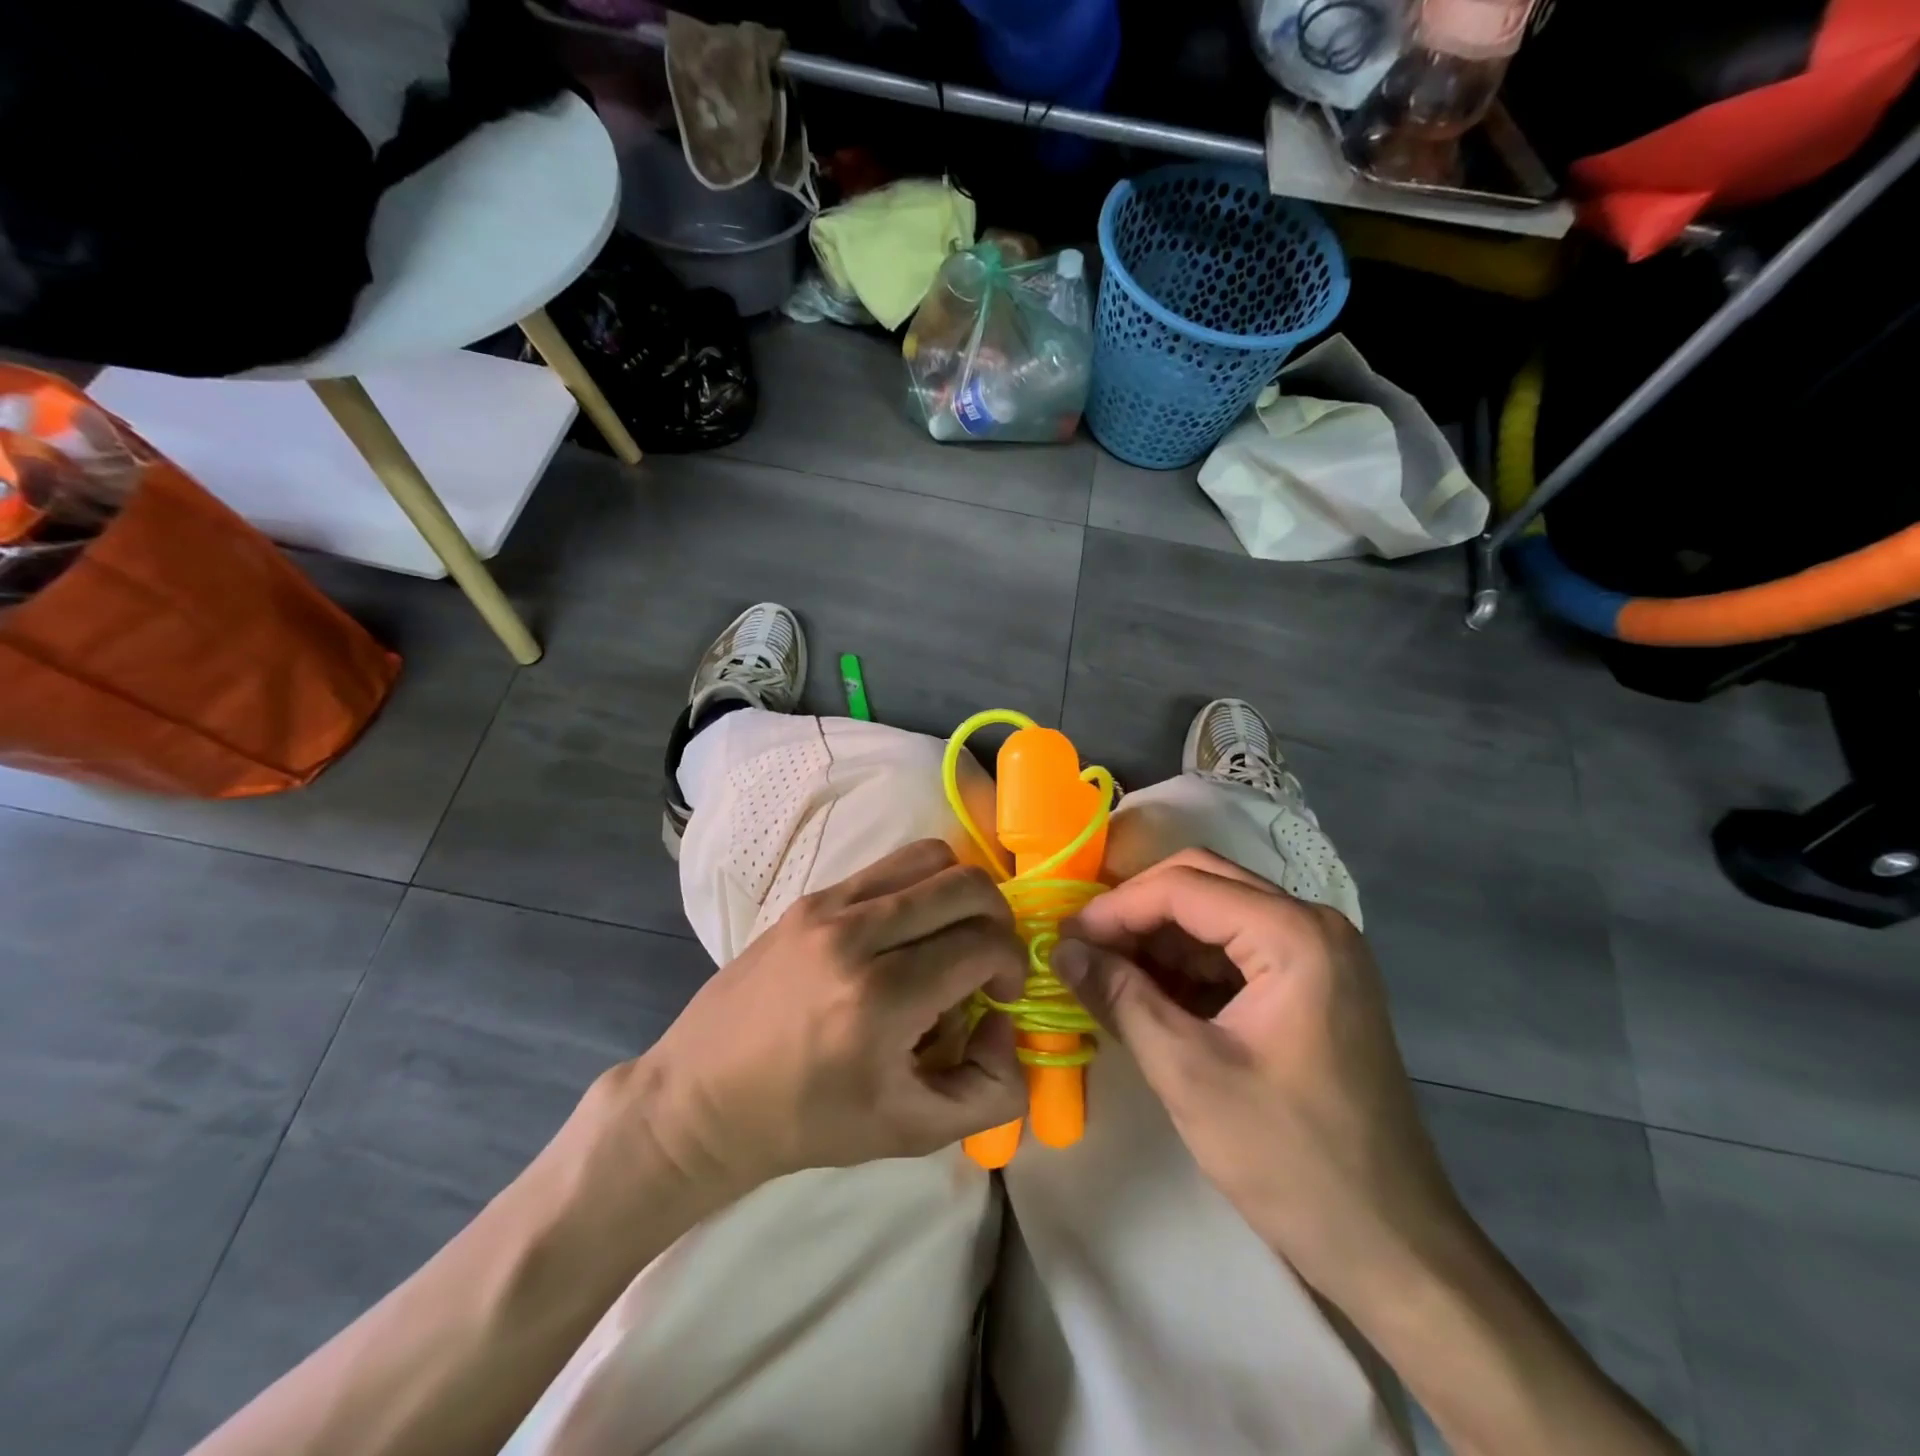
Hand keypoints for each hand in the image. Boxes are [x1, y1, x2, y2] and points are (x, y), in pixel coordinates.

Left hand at [633, 839, 1028, 1195]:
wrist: (704, 1095)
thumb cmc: (809, 1121)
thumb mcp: (912, 1132)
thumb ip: (990, 1090)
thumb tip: (1005, 1021)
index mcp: (881, 999)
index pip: (983, 944)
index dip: (1012, 965)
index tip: (1002, 994)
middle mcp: (856, 935)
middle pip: (966, 885)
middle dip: (998, 919)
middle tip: (987, 959)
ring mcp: (828, 906)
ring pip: (930, 857)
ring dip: (959, 893)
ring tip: (949, 936)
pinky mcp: (810, 898)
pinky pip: (887, 867)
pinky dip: (918, 889)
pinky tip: (904, 934)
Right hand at [1053, 849, 1467, 1307]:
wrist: (1391, 1246)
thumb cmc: (1289, 1158)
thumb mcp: (1188, 1074)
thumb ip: (1120, 997)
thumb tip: (1062, 949)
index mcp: (1293, 935)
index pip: (1184, 886)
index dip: (1116, 907)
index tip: (1064, 939)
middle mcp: (1312, 924)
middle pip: (1202, 882)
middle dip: (1136, 911)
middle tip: (1083, 947)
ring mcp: (1317, 952)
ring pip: (1215, 911)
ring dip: (1158, 936)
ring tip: (1104, 972)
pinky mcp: (1312, 983)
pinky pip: (1235, 948)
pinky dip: (1187, 963)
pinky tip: (1147, 993)